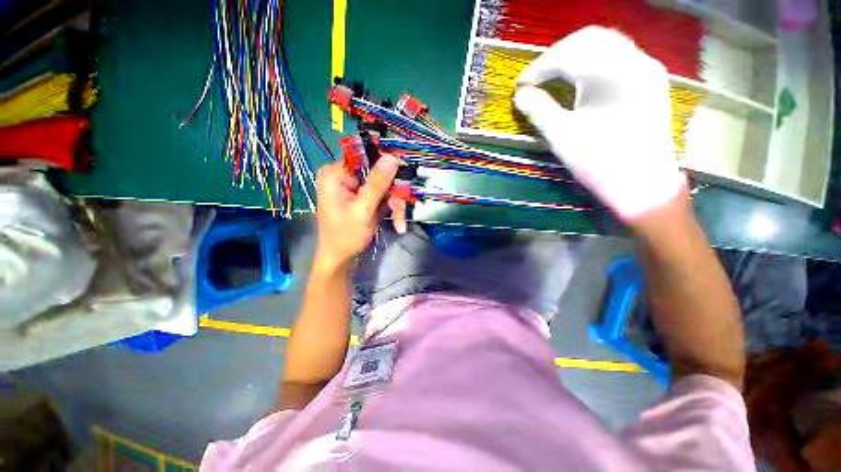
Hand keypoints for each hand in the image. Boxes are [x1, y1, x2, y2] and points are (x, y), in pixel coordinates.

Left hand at [314, 154, 406, 267]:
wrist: (341, 258)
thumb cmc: (346, 235)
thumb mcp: (363, 209)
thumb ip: (377, 183)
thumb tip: (392, 157)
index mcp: (335, 173)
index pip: (364, 155)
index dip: (386, 160)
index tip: (403, 172)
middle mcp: (344, 175)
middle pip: (378, 172)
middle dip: (393, 192)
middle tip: (401, 209)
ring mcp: (355, 186)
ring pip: (384, 185)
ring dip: (395, 204)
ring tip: (400, 224)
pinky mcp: (363, 196)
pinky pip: (382, 194)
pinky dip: (391, 208)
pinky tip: (397, 223)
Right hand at [514, 26, 685, 222]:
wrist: (644, 186)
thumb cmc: (602, 164)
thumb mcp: (564, 138)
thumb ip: (539, 111)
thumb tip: (519, 95)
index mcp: (618, 74)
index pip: (571, 54)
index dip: (539, 67)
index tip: (519, 85)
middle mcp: (637, 61)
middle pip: (589, 39)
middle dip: (555, 55)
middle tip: (533, 77)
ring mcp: (646, 70)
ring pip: (603, 44)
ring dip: (572, 56)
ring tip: (549, 76)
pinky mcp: (647, 82)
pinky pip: (614, 57)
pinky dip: (589, 63)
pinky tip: (575, 79)